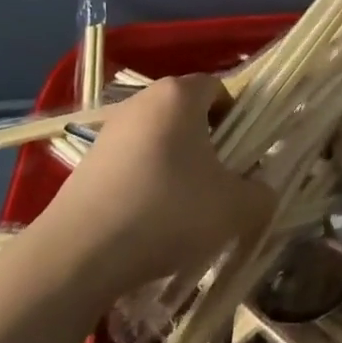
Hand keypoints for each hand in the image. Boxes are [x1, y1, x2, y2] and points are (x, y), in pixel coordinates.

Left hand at [22, 75, 274, 294]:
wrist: (77, 255)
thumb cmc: (166, 211)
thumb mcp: (233, 208)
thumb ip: (261, 195)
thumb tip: (264, 193)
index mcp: (180, 94)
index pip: (219, 88)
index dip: (238, 118)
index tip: (242, 156)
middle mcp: (144, 100)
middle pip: (188, 112)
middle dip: (207, 143)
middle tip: (218, 184)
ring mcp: (111, 130)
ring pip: (159, 139)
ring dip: (175, 165)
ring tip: (183, 210)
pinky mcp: (87, 162)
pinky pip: (131, 163)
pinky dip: (145, 184)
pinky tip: (147, 224)